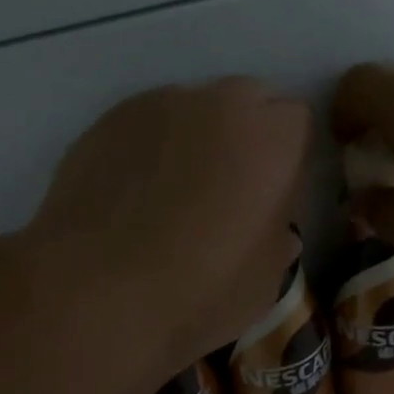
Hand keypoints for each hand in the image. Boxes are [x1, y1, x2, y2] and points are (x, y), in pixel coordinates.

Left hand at [28, 78, 312, 377]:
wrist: (95, 293)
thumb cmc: (199, 291)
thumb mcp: (266, 280)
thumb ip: (278, 237)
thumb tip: (272, 226)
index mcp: (272, 139)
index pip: (298, 121)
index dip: (288, 157)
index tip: (274, 195)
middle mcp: (219, 104)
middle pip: (248, 100)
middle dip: (247, 134)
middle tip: (230, 189)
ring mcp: (158, 105)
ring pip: (194, 107)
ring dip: (196, 137)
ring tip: (172, 193)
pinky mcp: (107, 120)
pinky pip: (146, 124)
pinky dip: (150, 148)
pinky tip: (133, 195)